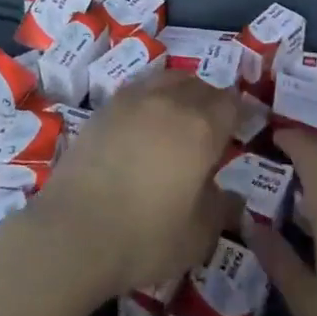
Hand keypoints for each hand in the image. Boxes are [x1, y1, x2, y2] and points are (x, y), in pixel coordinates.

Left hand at [24, 72, 242, 301]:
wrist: (74, 232)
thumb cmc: (145, 237)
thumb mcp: (197, 236)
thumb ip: (220, 209)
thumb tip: (234, 197)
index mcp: (201, 128)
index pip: (231, 103)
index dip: (240, 113)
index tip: (242, 126)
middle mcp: (169, 102)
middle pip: (200, 85)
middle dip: (212, 100)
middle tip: (213, 125)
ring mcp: (133, 100)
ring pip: (167, 78)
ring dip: (181, 91)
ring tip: (180, 115)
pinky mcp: (104, 108)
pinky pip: (138, 88)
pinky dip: (150, 96)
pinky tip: (145, 120)